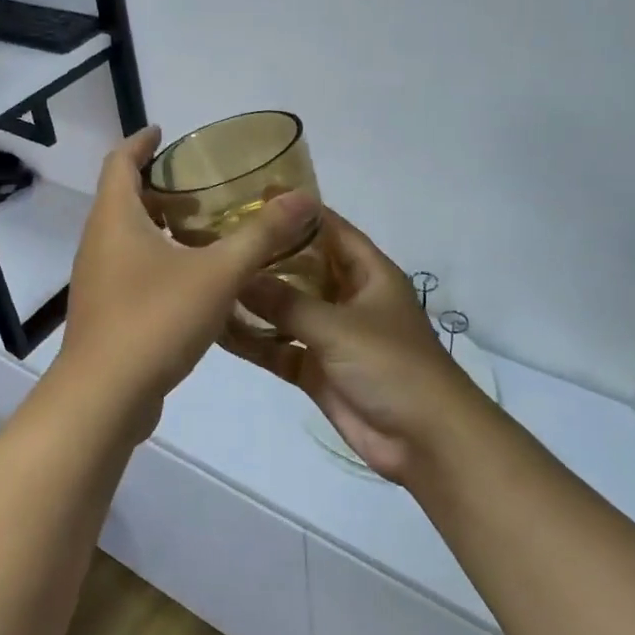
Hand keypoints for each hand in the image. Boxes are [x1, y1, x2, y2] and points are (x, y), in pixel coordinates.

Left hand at [55, 127, 318, 438]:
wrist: (104, 398)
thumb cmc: (155, 320)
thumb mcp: (218, 273)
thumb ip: (261, 235)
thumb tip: (304, 198)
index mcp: (115, 219)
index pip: (119, 161)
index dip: (141, 142)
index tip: (164, 131)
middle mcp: (99, 242)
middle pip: (124, 198)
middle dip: (161, 188)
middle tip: (203, 188)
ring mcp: (99, 280)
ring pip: (129, 237)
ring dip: (162, 226)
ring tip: (207, 231)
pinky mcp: (106, 311)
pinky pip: (132, 269)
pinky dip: (160, 259)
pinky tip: (196, 280)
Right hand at [226, 209, 480, 483]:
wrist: (424, 440)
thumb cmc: (392, 365)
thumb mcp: (338, 327)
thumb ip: (286, 302)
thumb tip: (238, 276)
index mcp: (368, 273)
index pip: (330, 229)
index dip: (298, 211)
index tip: (255, 195)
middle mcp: (348, 297)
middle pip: (302, 267)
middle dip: (266, 255)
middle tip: (218, 239)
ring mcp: (331, 335)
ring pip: (286, 309)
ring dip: (254, 300)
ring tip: (209, 280)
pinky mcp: (316, 369)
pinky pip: (279, 347)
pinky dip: (254, 341)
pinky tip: (217, 330)